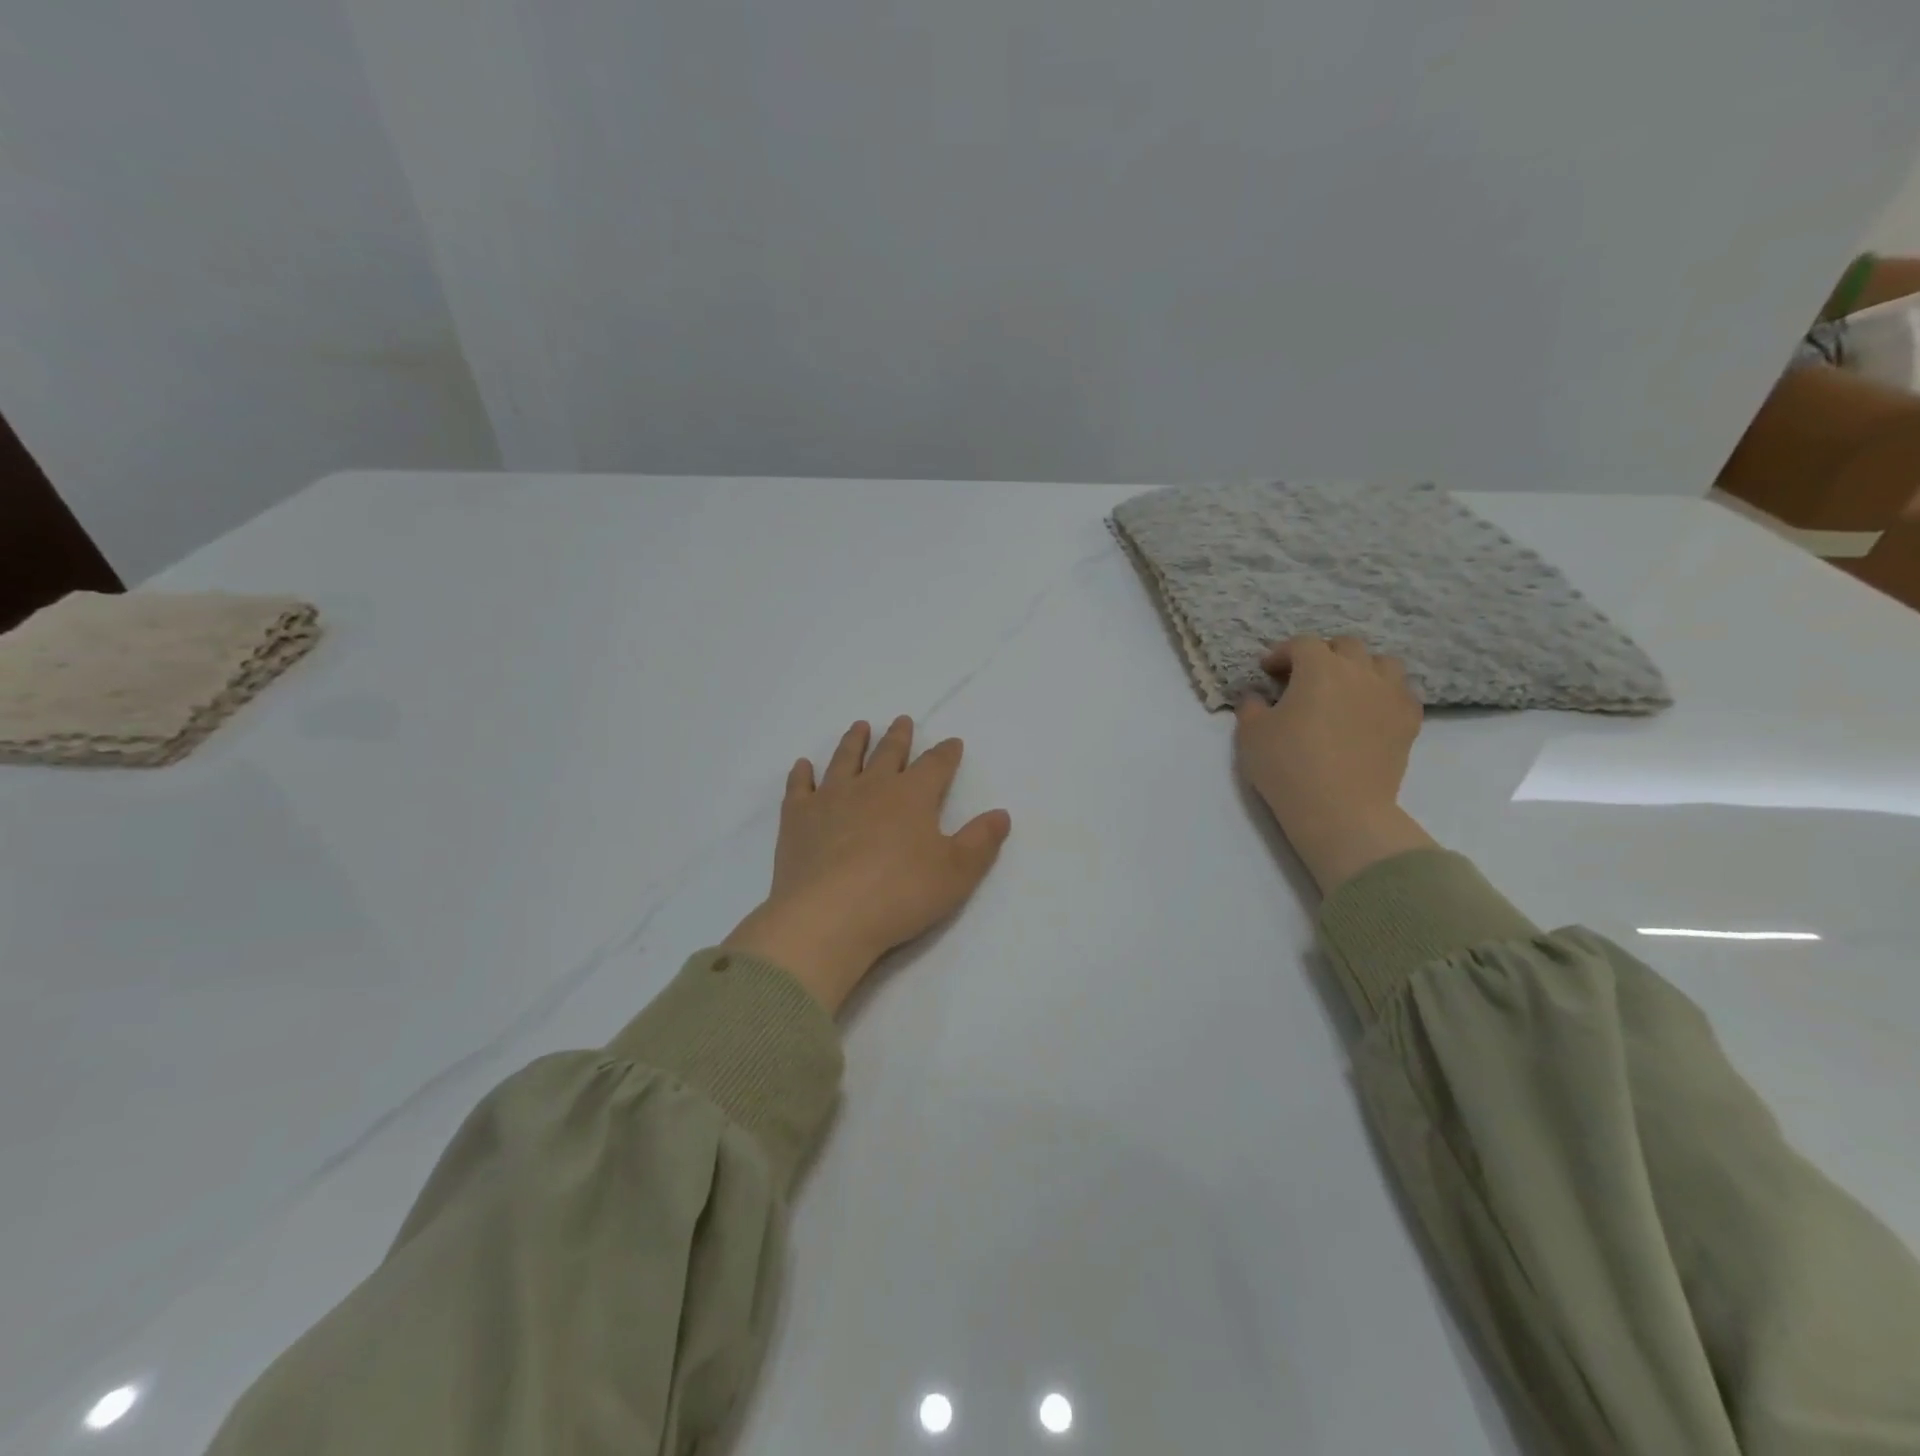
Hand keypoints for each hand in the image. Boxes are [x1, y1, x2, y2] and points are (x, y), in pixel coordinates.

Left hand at [723, 717, 1012, 1011]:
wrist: (829, 916)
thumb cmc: (900, 894)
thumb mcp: (956, 873)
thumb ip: (980, 841)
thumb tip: (1001, 814)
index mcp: (912, 796)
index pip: (935, 765)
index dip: (946, 753)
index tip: (952, 742)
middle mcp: (872, 787)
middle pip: (888, 753)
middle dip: (899, 737)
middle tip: (902, 720)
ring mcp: (831, 798)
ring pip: (844, 760)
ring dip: (854, 742)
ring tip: (859, 727)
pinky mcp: (797, 818)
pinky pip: (799, 787)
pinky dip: (802, 774)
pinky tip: (803, 766)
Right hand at [1235, 636, 1434, 893]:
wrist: (1340, 809)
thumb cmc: (1287, 765)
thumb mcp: (1250, 734)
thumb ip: (1251, 706)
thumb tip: (1257, 696)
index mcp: (1319, 667)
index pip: (1301, 644)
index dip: (1282, 653)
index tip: (1267, 671)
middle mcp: (1359, 671)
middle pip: (1346, 647)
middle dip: (1323, 655)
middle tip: (1304, 678)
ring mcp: (1390, 695)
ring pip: (1383, 664)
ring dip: (1361, 669)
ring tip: (1344, 690)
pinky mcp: (1409, 721)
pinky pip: (1401, 693)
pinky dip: (1384, 695)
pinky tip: (1369, 713)